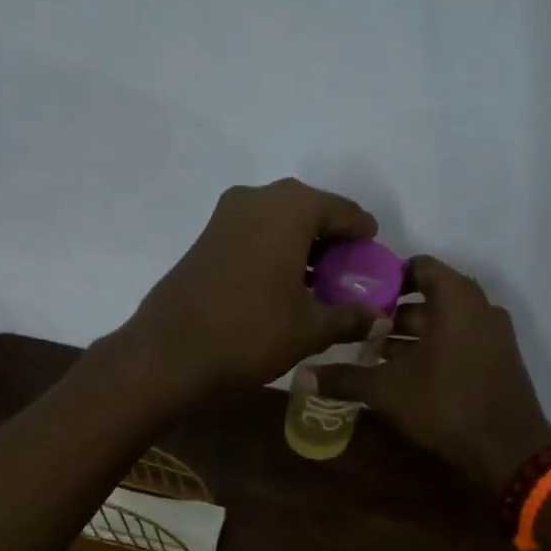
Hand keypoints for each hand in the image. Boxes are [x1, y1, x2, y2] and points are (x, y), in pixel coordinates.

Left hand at [125, 179, 386, 399]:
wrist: (171, 351)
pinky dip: (275, 252)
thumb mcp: (310, 329)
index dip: (363, 234)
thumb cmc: (250, 332)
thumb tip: (379, 319)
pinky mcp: (206, 238)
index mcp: (290, 208)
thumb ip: (350, 318)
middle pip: (309, 212)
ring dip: (302, 247)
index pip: (342, 211)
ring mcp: (226, 216)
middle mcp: (257, 198)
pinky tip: (284, 285)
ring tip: (321, 283)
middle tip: (350, 272)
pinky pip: (254, 235)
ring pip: (279, 222)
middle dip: (333, 241)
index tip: (375, 256)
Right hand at [315, 255, 550, 494]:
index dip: (387, 277)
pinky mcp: (498, 359)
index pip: (419, 266)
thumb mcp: (388, 391)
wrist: (509, 450)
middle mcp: (479, 307)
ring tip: (372, 355)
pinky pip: (460, 340)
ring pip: (444, 322)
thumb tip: (301, 375)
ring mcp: (493, 334)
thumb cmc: (447, 406)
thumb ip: (345, 378)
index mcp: (456, 299)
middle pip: (429, 297)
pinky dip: (433, 348)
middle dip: (392, 313)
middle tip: (356, 329)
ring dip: (410, 335)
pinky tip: (404, 374)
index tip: (357, 295)